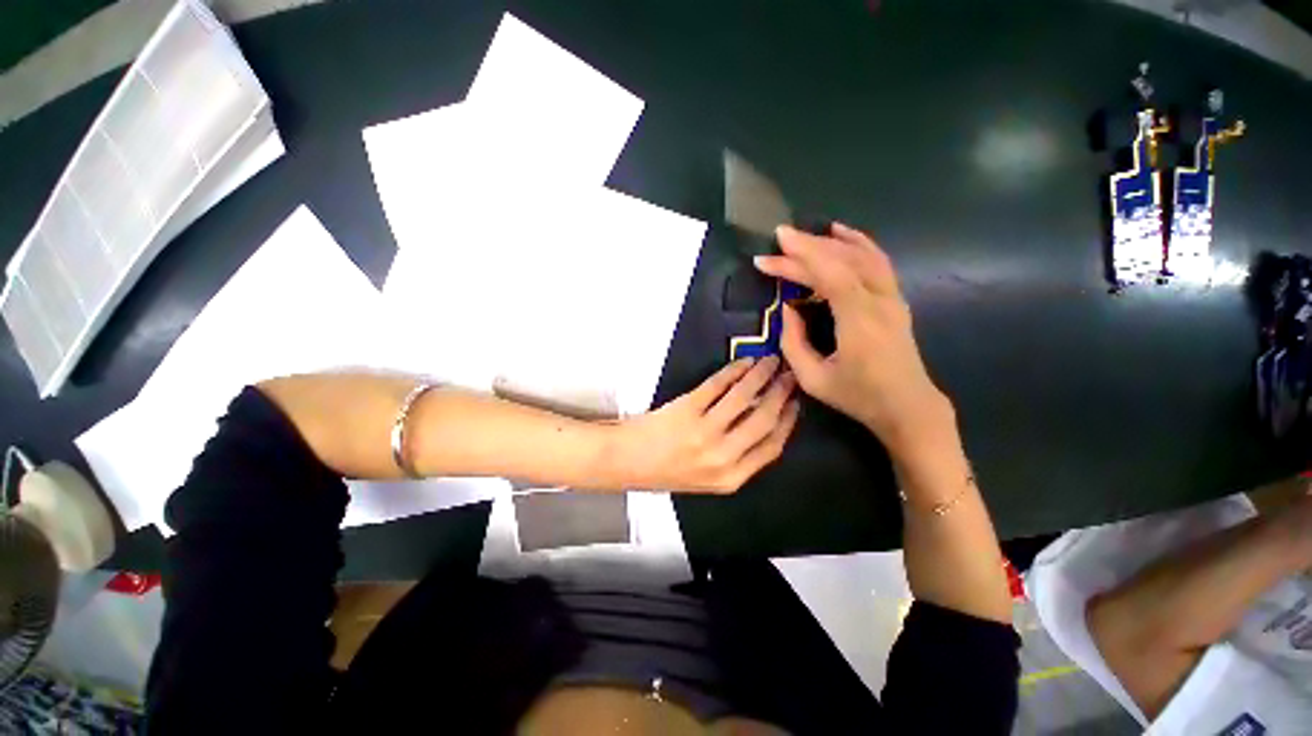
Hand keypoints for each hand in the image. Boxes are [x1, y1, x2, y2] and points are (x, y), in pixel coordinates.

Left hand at [616, 356, 799, 493]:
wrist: (625, 462)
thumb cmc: (664, 471)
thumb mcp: (707, 478)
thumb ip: (736, 459)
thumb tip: (761, 420)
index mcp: (730, 479)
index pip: (772, 447)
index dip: (788, 421)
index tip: (795, 402)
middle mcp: (722, 457)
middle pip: (764, 419)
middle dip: (781, 393)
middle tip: (790, 375)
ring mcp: (704, 432)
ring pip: (744, 397)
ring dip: (761, 375)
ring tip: (770, 361)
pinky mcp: (686, 409)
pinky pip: (718, 385)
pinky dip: (734, 371)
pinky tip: (743, 363)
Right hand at [754, 223, 952, 455]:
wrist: (908, 406)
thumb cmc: (858, 397)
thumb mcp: (813, 379)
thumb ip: (793, 342)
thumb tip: (787, 308)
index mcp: (859, 322)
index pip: (827, 277)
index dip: (794, 263)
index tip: (764, 260)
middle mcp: (879, 301)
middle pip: (843, 260)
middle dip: (806, 247)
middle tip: (777, 240)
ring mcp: (892, 297)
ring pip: (862, 254)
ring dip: (829, 241)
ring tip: (800, 235)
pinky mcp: (895, 299)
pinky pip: (878, 261)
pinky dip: (858, 242)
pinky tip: (841, 233)